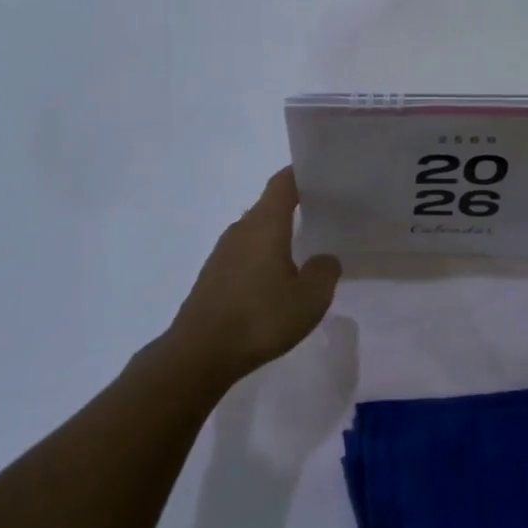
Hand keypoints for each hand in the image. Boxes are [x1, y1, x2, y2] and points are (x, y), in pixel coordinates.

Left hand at [163, 168, 341, 387]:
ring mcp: (223, 253)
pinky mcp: (214, 276)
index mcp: (265, 224)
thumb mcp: (310, 298)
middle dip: (297, 208)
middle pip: (270, 206)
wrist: (200, 353)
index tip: (325, 176)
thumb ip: (325, 271)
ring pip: (258, 232)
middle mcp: (241, 230)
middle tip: (327, 216)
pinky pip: (246, 254)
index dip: (302, 174)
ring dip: (280, 237)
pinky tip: (279, 282)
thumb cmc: (260, 318)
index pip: (283, 183)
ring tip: (307, 251)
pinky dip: (265, 258)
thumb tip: (324, 259)